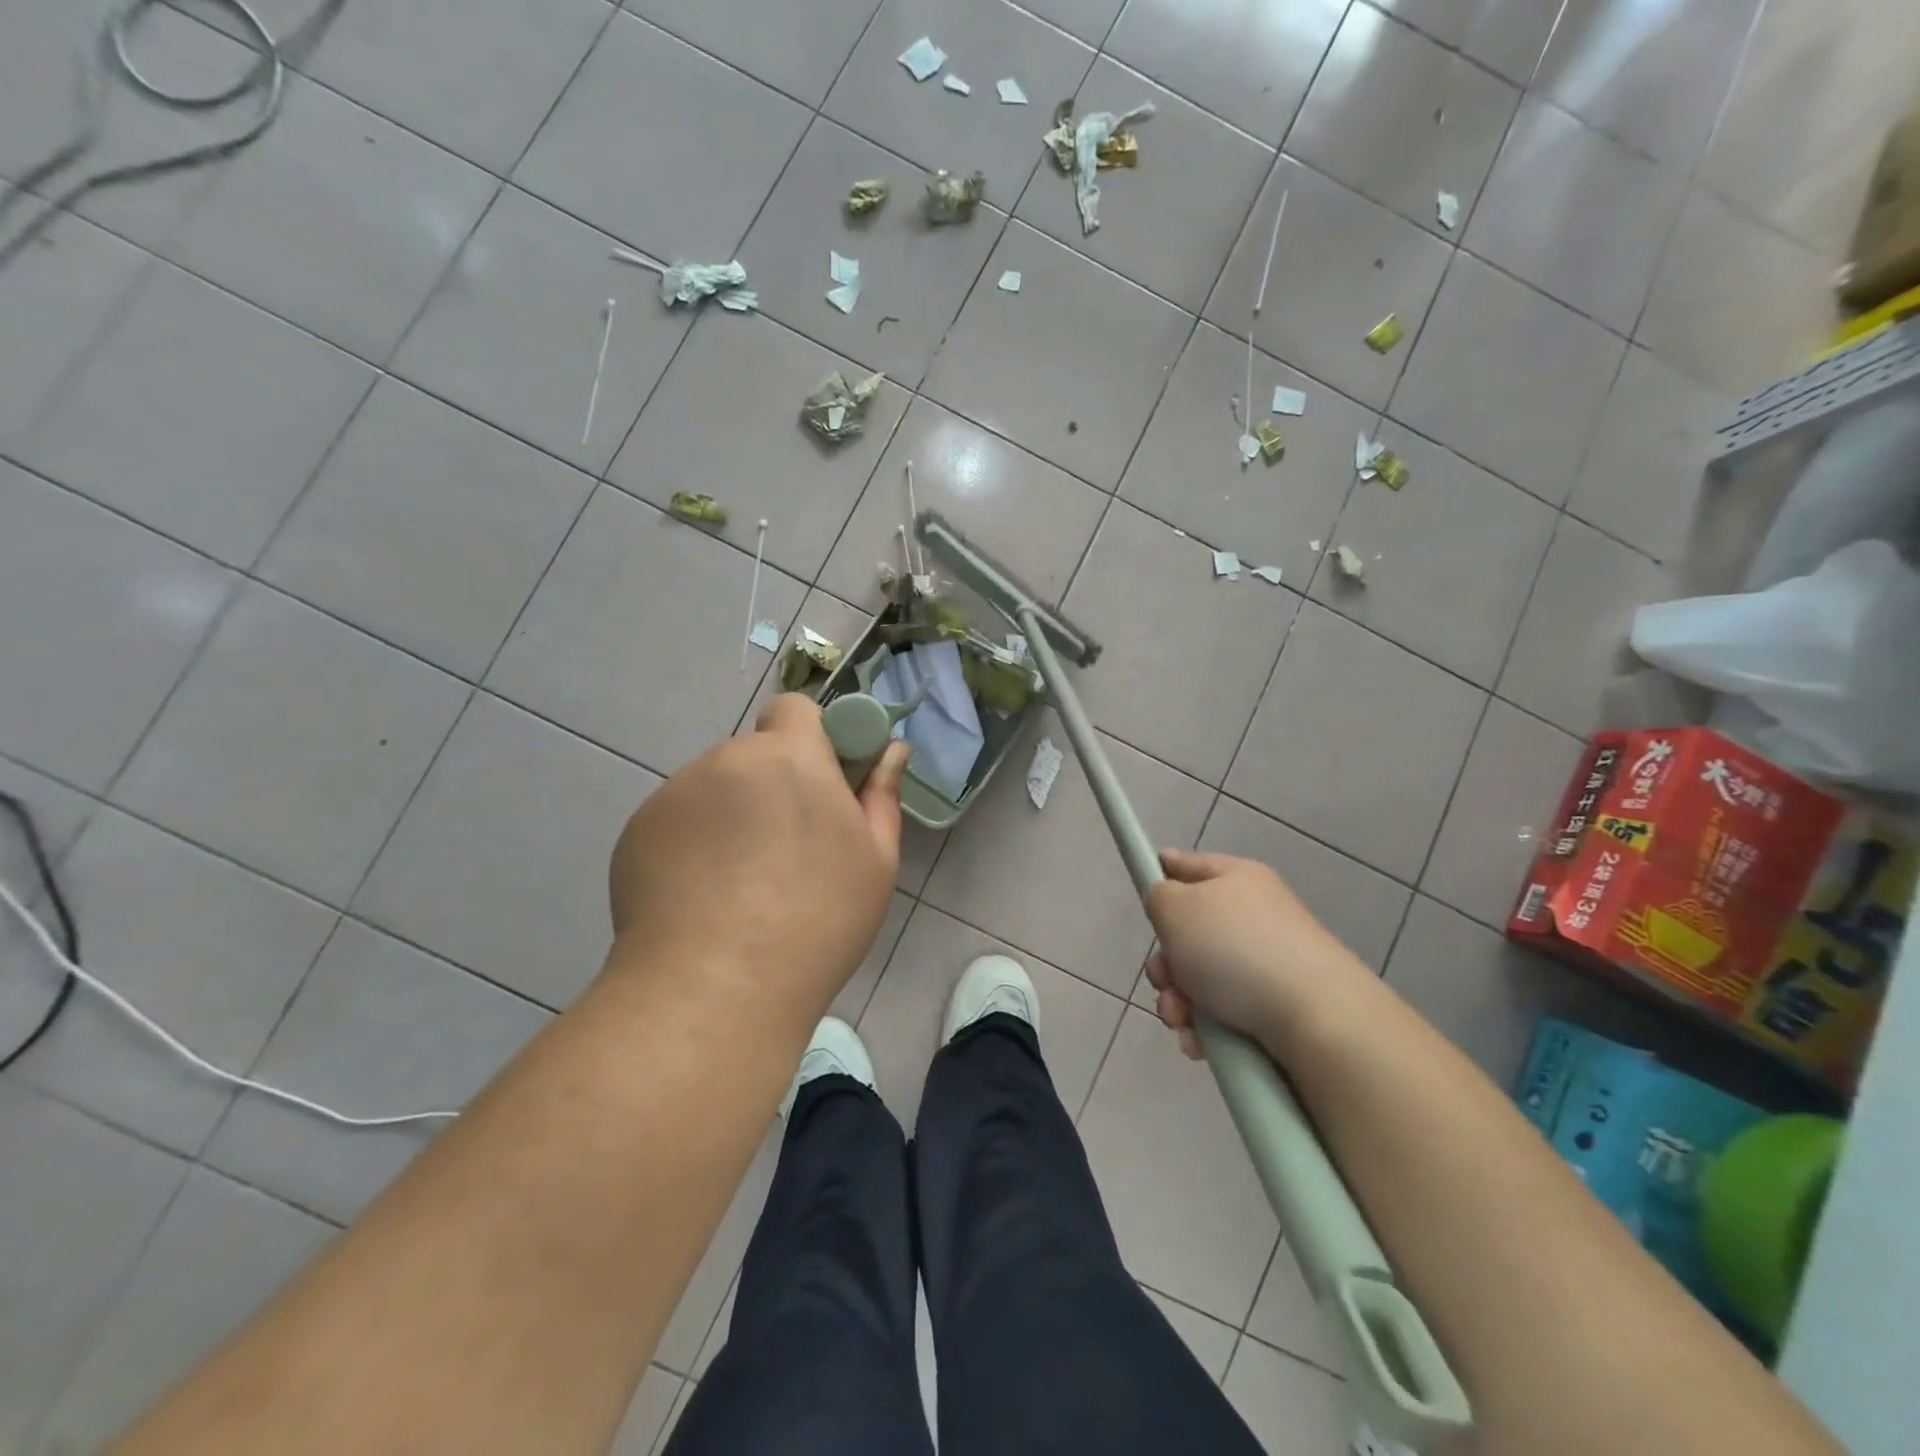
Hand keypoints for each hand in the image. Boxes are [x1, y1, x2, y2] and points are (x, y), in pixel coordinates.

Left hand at [607, 694, 909, 1012]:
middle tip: (787, 852)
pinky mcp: (635, 832)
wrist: (714, 989)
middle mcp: (725, 760)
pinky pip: (677, 822)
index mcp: (789, 756)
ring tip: (740, 887)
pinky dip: (692, 845)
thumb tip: (891, 750)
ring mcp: (673, 795)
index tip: (822, 785)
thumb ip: (881, 794)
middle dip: (772, 786)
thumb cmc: (816, 921)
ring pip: (714, 790)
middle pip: (754, 755)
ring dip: (731, 816)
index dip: (811, 738)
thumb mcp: (875, 861)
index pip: (794, 708)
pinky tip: (701, 900)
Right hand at [1143, 849, 1363, 1059]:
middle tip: (1164, 979)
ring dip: (1178, 1000)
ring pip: (1200, 979)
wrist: (1315, 1017)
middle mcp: (1254, 917)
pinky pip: (1223, 1013)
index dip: (1165, 871)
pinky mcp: (1276, 1007)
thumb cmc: (1235, 948)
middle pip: (1189, 933)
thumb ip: (1158, 896)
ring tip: (1182, 1019)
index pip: (1192, 865)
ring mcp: (1267, 964)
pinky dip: (1204, 1027)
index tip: (1145, 886)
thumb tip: (1168, 901)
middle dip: (1166, 962)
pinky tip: (1200, 1042)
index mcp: (1237, 879)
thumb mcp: (1177, 907)